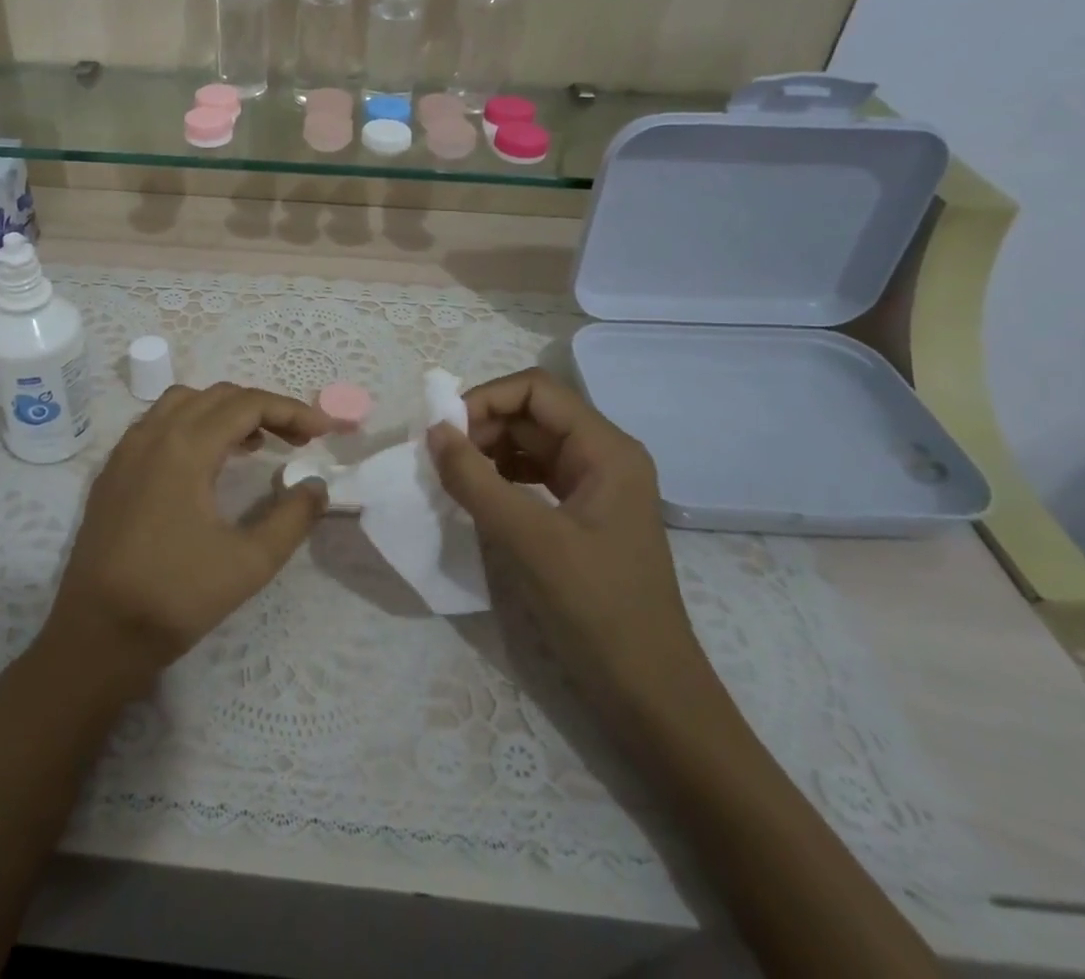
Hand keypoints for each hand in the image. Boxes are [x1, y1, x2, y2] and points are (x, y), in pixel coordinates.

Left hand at [35, 382, 334, 692]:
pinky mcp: (112, 471)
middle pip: (217, 396)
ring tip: (254, 444)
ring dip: (224, 412)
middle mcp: (152, 435)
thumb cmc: (175, 598)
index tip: (322, 431)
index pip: (247, 405)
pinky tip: (206, 463)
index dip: (291, 410)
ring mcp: (126, 451)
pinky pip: (157, 424)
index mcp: (185, 448)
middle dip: (263, 408)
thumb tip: (316, 486)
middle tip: (296, 439)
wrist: (96, 636)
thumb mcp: (249, 563)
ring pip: (183, 403)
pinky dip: (191, 425)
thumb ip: (292, 518)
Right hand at [426, 368, 719, 729]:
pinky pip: (534, 476)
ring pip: (531, 444)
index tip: (444, 431)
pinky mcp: (583, 516)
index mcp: (606, 449)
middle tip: (441, 458)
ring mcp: (596, 487)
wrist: (650, 695)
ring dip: (488, 451)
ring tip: (452, 477)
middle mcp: (604, 456)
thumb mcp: (529, 540)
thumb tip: (434, 431)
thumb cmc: (597, 609)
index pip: (537, 390)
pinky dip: (500, 477)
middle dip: (483, 426)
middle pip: (533, 414)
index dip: (486, 398)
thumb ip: (475, 480)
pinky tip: (477, 498)